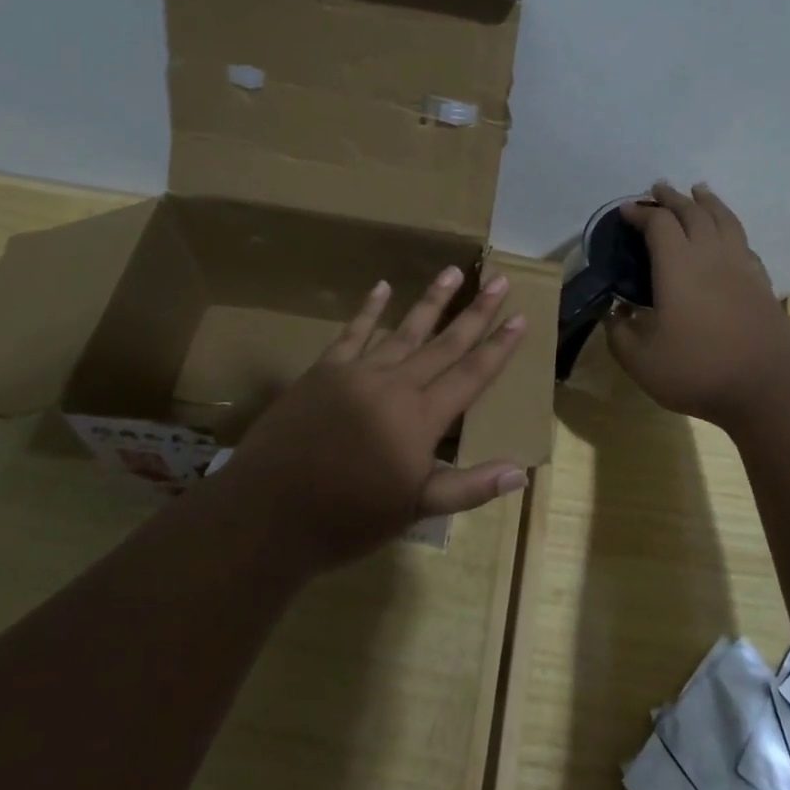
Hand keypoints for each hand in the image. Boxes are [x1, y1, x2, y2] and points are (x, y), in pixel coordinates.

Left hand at [225, 265, 528, 571]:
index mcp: (421, 418)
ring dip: (431, 300)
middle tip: (500, 281)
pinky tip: (382, 286)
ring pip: (404, 329)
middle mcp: (396, 385)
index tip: (520, 318)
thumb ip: (468, 487)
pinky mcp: (325, 370)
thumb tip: (519, 471)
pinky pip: (353, 333)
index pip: (471, 375)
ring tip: (454, 272)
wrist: (269, 512)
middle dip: (476, 312)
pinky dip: (369, 309)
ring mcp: (358, 372)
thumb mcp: (415, 510)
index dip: (498, 347)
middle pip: (444, 342)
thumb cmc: (348, 518)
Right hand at [606, 182, 789, 425]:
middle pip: (693, 212)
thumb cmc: (698, 369)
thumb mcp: (641, 360)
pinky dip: (730, 227)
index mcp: (677, 265)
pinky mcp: (761, 282)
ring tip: (699, 190)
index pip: (658, 224)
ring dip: (707, 202)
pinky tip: (728, 235)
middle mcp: (710, 255)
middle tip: (659, 189)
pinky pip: (743, 241)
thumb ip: (619, 333)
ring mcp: (741, 266)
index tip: (627, 211)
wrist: (770, 386)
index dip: (641, 214)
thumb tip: (613, 312)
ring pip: (724, 219)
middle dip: (672, 198)